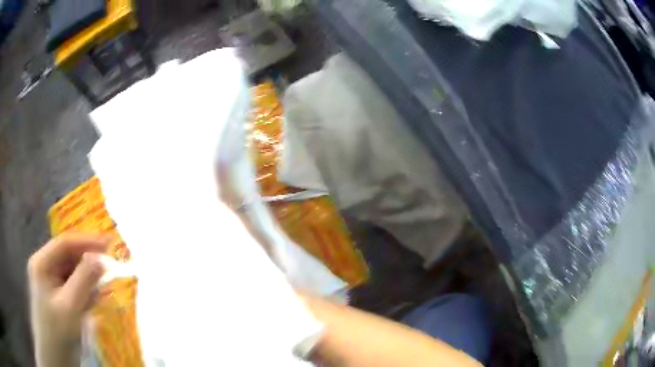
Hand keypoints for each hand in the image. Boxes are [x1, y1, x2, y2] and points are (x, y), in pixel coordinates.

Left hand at [28, 234, 108, 366]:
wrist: (56, 357)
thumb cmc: (58, 332)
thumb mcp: (70, 307)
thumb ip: (84, 282)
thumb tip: (100, 259)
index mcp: (42, 264)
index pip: (64, 244)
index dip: (86, 241)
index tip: (109, 243)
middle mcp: (46, 268)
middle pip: (69, 258)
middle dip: (88, 262)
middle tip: (110, 267)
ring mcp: (52, 284)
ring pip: (73, 273)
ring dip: (88, 279)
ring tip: (104, 287)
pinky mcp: (59, 298)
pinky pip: (74, 288)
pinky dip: (86, 292)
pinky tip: (95, 299)